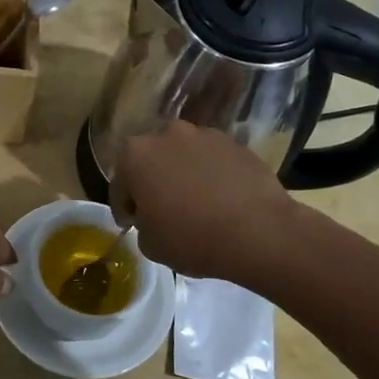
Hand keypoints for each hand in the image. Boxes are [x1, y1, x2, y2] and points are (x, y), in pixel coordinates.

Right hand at [110, 120, 300, 281]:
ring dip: (183, 174)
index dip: (124, 207)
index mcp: (135, 154)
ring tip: (196, 204)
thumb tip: (153, 216)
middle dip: (153, 181)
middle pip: (152, 160)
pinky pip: (213, 161)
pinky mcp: (236, 143)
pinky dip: (212, 175)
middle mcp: (166, 134)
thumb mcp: (150, 244)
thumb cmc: (191, 238)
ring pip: (184, 156)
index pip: (120, 184)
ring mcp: (204, 135)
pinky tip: (221, 200)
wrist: (258, 232)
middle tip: (162, 210)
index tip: (132, 224)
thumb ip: (142, 223)